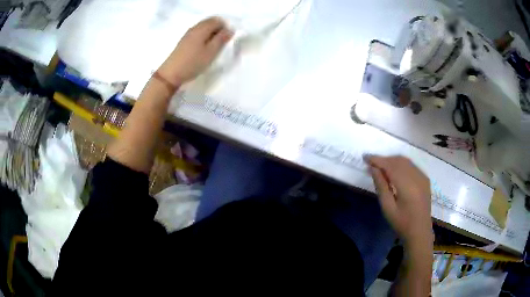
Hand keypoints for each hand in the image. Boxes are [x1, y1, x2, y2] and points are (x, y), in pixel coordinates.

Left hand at [157, 17, 233, 85]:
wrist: (171, 74)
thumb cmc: (193, 63)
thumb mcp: (211, 52)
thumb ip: (221, 39)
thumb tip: (230, 29)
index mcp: (202, 28)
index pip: (217, 20)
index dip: (225, 28)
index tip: (226, 40)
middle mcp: (194, 28)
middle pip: (210, 22)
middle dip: (218, 30)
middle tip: (220, 44)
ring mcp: (188, 34)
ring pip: (203, 28)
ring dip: (211, 34)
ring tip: (212, 48)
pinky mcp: (184, 41)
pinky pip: (197, 33)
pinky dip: (203, 38)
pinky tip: (203, 49)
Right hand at [365, 155, 431, 246]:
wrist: (420, 232)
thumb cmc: (401, 223)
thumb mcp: (387, 207)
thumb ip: (381, 186)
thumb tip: (373, 168)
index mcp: (407, 186)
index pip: (390, 166)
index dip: (377, 160)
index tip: (365, 157)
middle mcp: (417, 177)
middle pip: (398, 160)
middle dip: (384, 159)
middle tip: (371, 163)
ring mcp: (423, 177)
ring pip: (405, 161)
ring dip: (392, 161)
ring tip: (381, 167)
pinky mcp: (425, 179)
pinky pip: (411, 166)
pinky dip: (401, 164)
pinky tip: (394, 171)